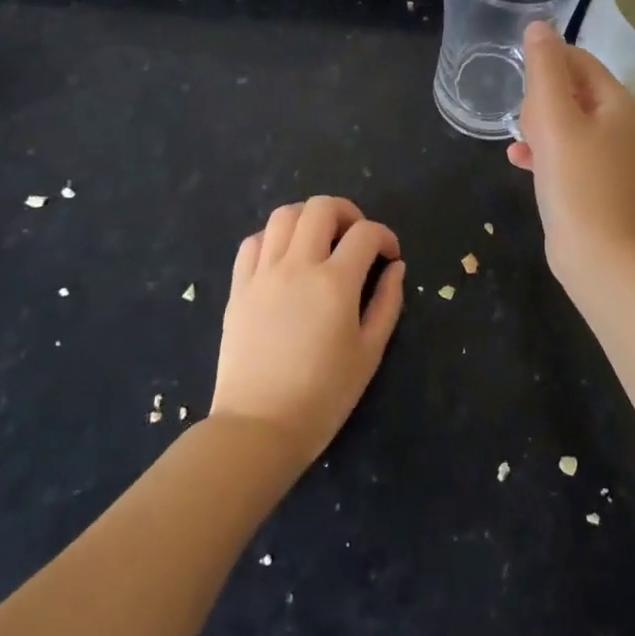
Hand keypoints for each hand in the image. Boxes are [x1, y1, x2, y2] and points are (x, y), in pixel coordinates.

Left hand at [210, 196, 404, 463]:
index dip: (385, 236)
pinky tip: (284, 259)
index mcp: (335, 283)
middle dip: (347, 212)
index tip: (390, 255)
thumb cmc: (323, 396)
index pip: (366, 233)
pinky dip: (273, 238)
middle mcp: (297, 266)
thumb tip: (396, 267)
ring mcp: (263, 274)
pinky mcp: (238, 288)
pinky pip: (253, 242)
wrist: (259, 428)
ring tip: (319, 241)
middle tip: (355, 237)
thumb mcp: (369, 353)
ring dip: (308, 218)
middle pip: (321, 207)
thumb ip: (387, 303)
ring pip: (284, 215)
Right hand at [507, 21, 634, 281]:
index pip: (577, 58)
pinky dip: (539, 150)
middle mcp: (614, 121)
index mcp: (614, 100)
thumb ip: (545, 68)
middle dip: (539, 99)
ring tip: (520, 140)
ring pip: (560, 120)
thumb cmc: (576, 180)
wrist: (598, 255)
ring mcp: (603, 152)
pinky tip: (517, 160)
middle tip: (526, 122)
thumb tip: (539, 26)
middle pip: (568, 88)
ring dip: (535, 124)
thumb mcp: (555, 117)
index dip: (546, 63)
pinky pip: (559, 150)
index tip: (521, 83)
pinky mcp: (588, 179)